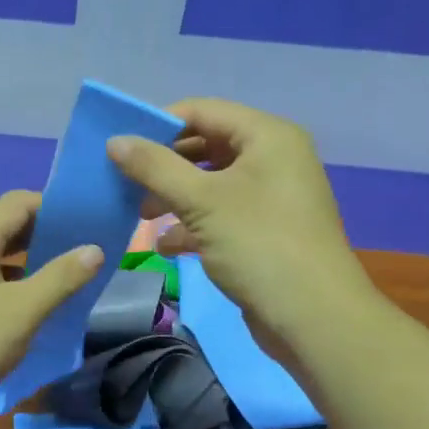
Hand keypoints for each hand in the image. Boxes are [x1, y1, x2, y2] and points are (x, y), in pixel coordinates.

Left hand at [0, 190, 103, 424]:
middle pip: (7, 226)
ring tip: (67, 277)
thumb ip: (62, 277)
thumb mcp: (23, 311)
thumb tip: (95, 248)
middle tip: (84, 250)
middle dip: (46, 233)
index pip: (19, 202)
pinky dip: (12, 283)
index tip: (88, 222)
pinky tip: (32, 306)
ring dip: (30, 261)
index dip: (55, 206)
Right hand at [107, 98, 374, 356]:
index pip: (203, 111)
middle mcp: (273, 159)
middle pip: (206, 147)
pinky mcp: (265, 233)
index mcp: (268, 136)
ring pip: (211, 185)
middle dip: (165, 166)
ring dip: (174, 198)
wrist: (313, 317)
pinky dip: (193, 226)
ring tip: (139, 216)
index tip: (121, 146)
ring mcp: (271, 198)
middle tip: (126, 183)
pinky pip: (222, 217)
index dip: (159, 124)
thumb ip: (155, 168)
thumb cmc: (259, 245)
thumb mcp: (202, 201)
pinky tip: (166, 246)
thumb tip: (115, 141)